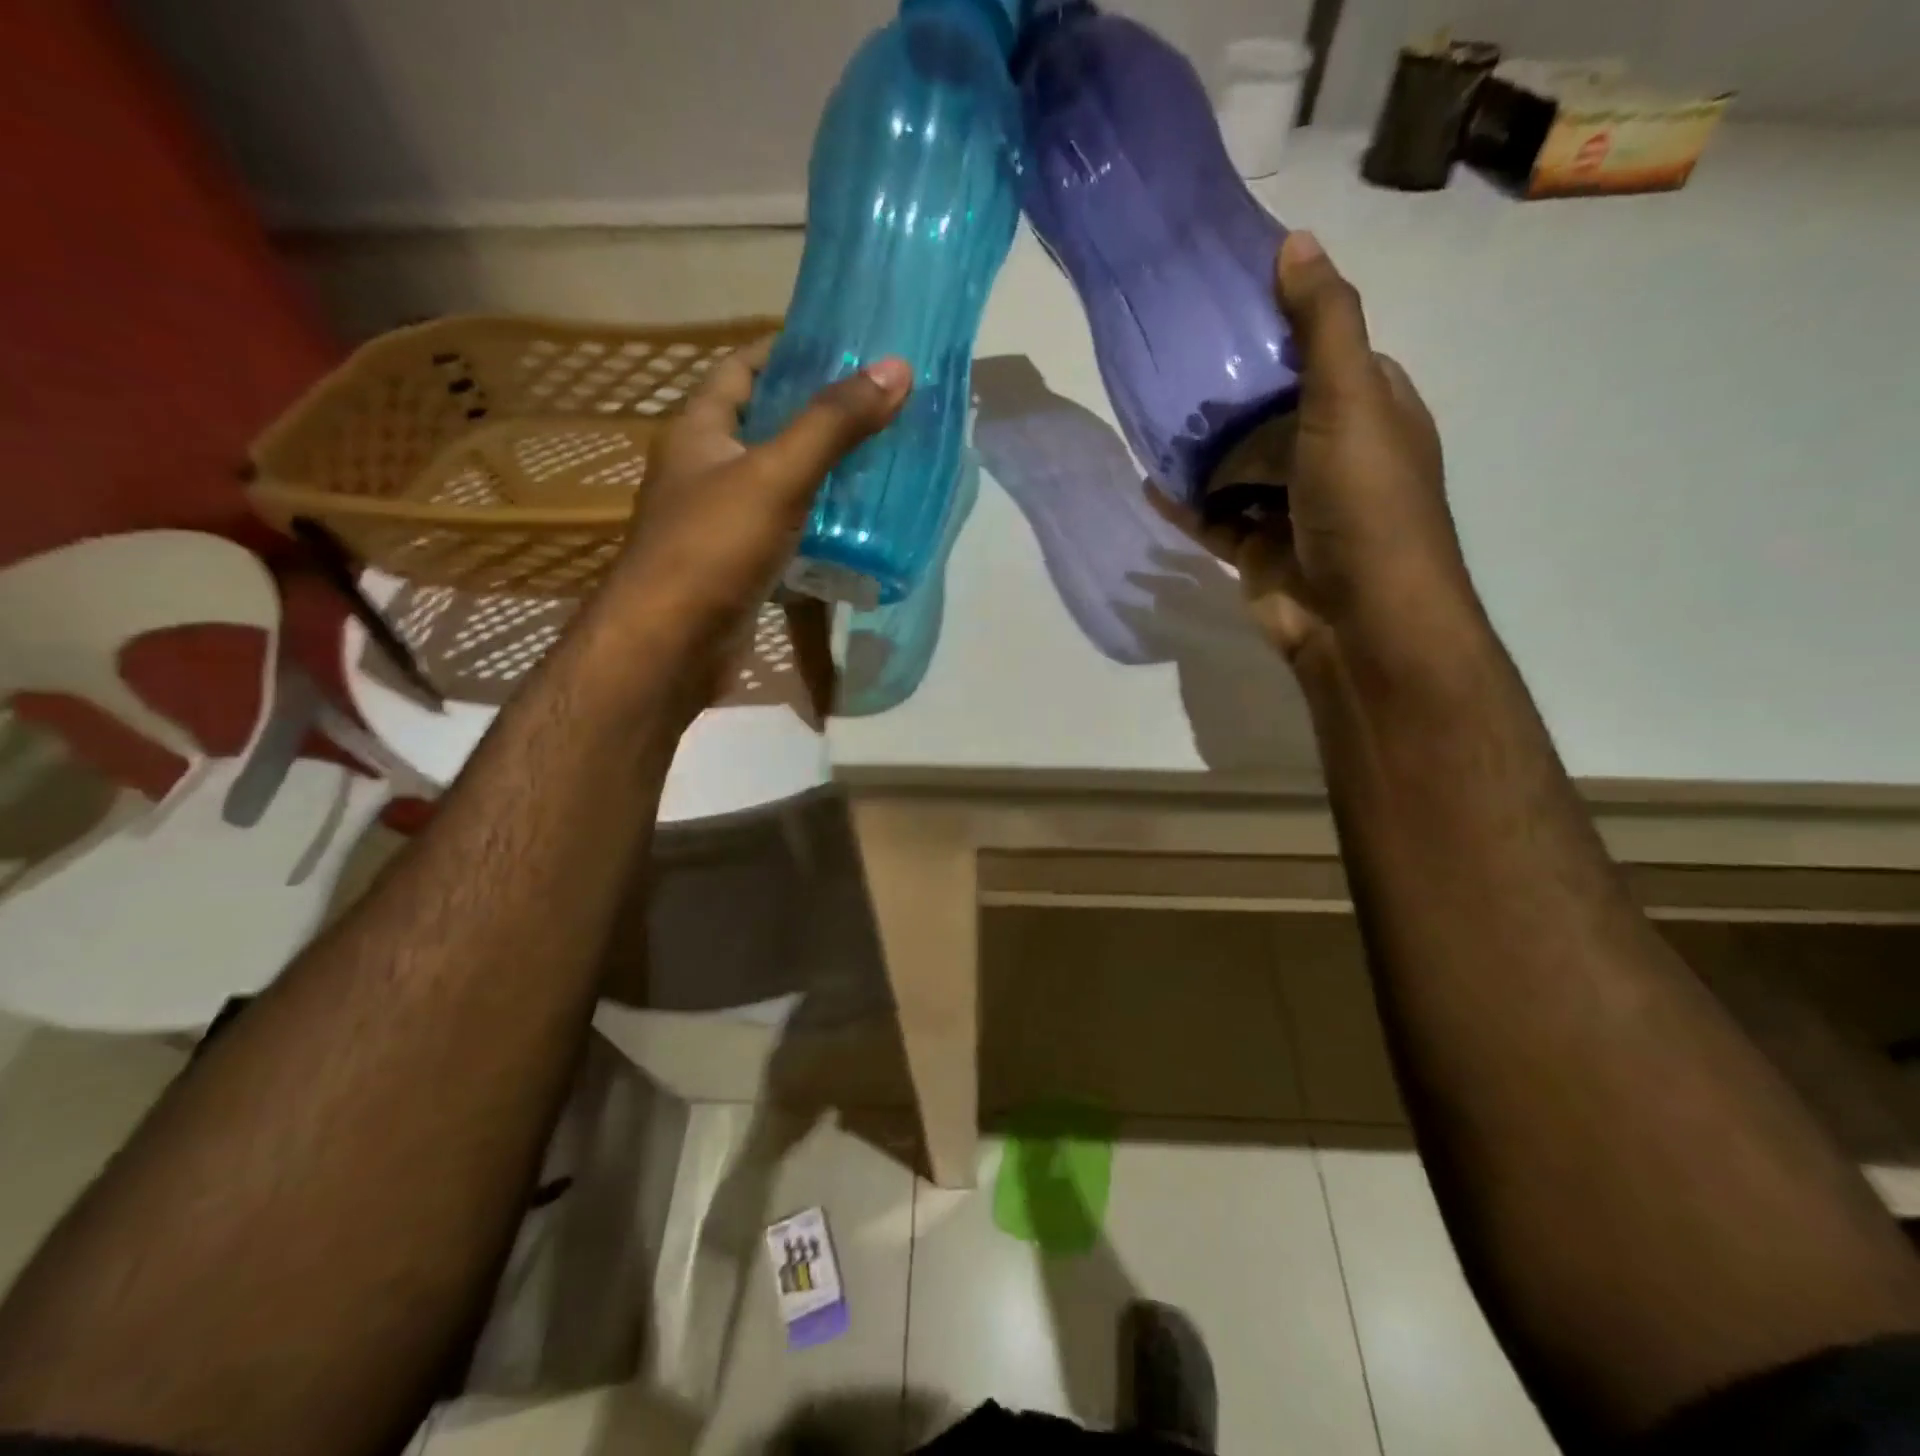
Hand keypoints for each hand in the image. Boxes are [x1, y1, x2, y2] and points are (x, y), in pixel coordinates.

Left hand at [608, 336, 912, 654]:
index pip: (741, 368)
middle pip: (763, 426)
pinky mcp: (738, 568)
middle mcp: (703, 471)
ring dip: (821, 474)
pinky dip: (816, 526)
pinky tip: (856, 529)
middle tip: (877, 408)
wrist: (670, 647)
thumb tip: (895, 368)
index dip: (786, 350)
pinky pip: (784, 533)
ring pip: (777, 484)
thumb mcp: (777, 475)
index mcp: (698, 432)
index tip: (842, 346)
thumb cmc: (713, 548)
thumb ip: (833, 424)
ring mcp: (719, 523)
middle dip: (816, 415)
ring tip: (879, 463)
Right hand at [1151, 232, 1476, 670]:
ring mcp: (1293, 509)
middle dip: (1233, 396)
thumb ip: (1323, 325)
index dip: (1288, 329)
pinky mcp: (1258, 552)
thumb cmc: (1364, 502)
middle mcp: (1334, 457)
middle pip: (1276, 414)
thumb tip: (1294, 241)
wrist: (1358, 620)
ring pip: (1241, 470)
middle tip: (1176, 364)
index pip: (1330, 355)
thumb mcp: (1351, 397)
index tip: (1232, 306)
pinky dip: (1185, 504)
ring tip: (1154, 419)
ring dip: (1204, 452)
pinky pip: (1214, 520)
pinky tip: (1150, 482)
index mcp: (1373, 411)